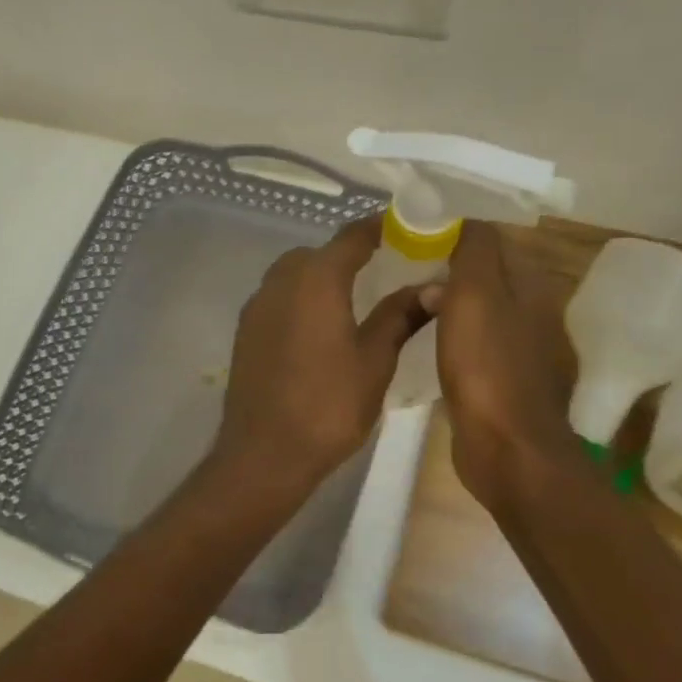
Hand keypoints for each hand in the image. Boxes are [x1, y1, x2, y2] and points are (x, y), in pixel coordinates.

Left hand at [214, 216, 431, 492]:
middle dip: (348, 254)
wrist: (264, 453)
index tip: (406, 229)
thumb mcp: (375, 360)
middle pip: (318, 253)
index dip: (379, 228)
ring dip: (321, 276)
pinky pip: (277, 298)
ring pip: (292, 274)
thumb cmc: (328, 406)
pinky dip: (300, 299)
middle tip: (383, 269)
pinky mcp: (246, 331)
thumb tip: (435, 286)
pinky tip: (319, 328)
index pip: (351, 237)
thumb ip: (400, 315)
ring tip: (353, 300)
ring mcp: (257, 306)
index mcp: (315, 280)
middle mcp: (280, 282)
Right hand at [432, 223, 577, 511]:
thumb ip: (472, 252)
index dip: (454, 231)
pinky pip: (469, 343)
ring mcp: (516, 349)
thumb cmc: (487, 366)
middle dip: (447, 265)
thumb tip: (461, 220)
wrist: (506, 448)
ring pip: (475, 310)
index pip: (491, 241)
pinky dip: (448, 334)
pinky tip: (423, 339)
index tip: (414, 229)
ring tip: (405, 296)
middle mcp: (529, 312)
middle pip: (483, 275)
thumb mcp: (476, 295)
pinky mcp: (499, 380)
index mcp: (529, 285)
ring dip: (446, 301)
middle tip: (401, 260)